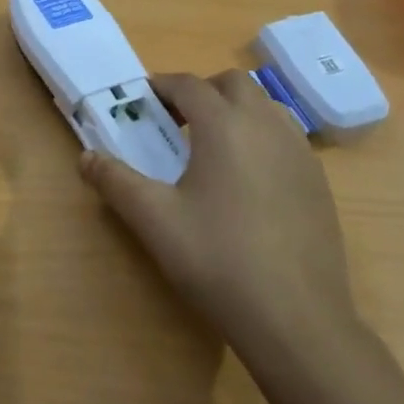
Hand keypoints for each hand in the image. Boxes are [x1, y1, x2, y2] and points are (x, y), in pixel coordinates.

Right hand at [80, 71, 357, 367]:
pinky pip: (286, 137)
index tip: (142, 102)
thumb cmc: (218, 260)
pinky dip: (262, 137)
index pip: (188, 85)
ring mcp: (299, 152)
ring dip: (236, 110)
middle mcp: (265, 125)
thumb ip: (115, 181)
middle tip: (177, 123)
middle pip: (233, 84)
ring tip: (213, 148)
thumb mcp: (154, 220)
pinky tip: (248, 180)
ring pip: (265, 106)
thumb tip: (85, 157)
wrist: (297, 320)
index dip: (162, 86)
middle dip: (202, 92)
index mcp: (224, 125)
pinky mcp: (319, 181)